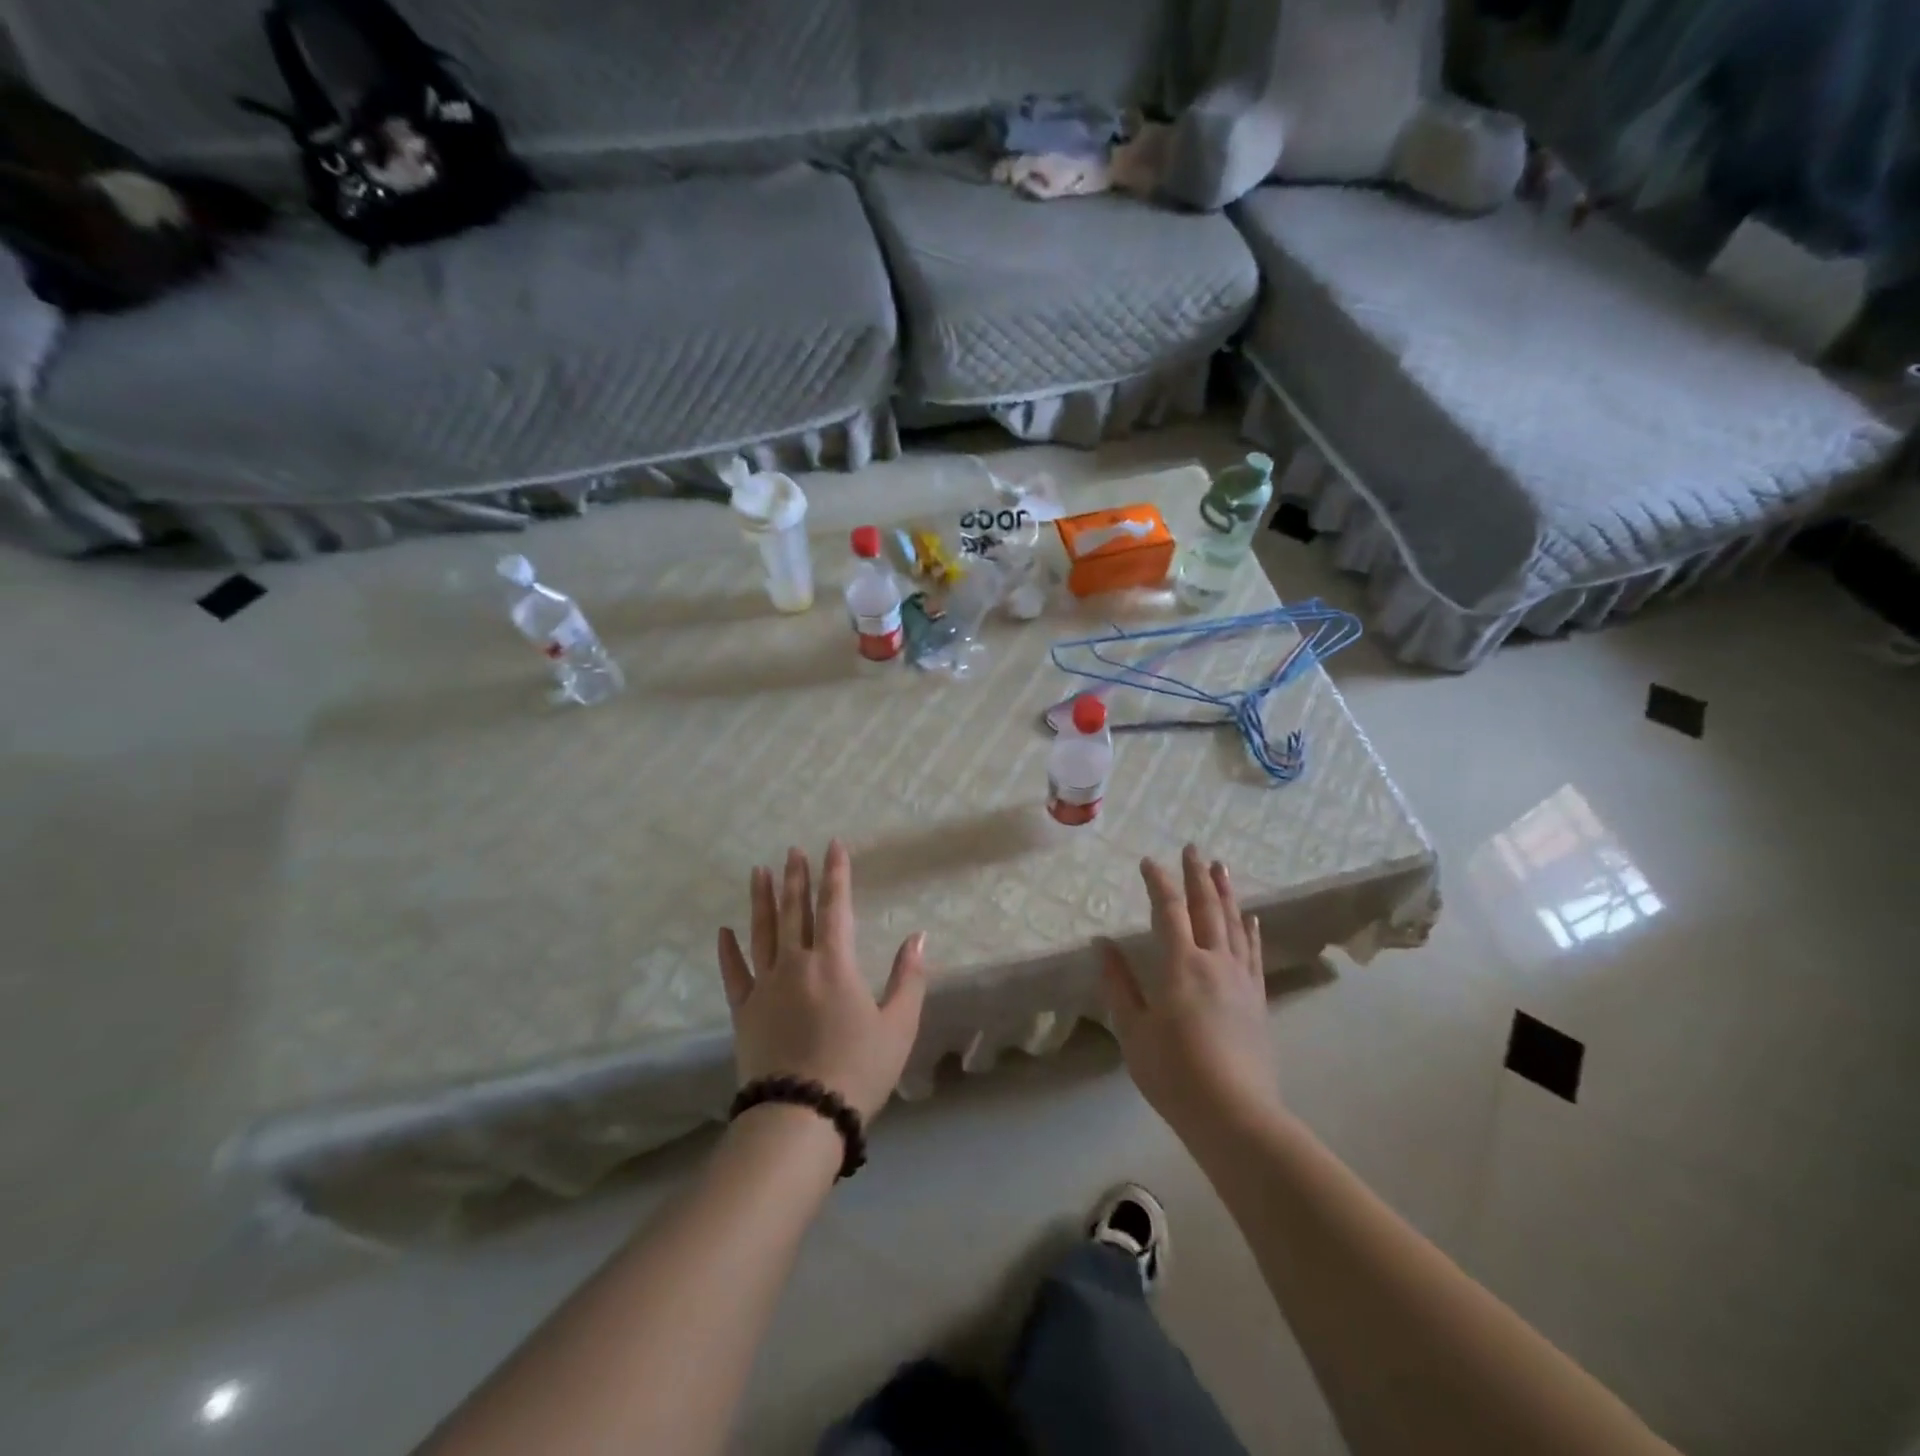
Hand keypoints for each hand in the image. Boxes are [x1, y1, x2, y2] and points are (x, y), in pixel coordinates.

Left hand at [717, 842, 927, 1125]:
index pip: (835, 906)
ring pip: (761, 932)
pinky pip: (734, 973)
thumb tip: (918, 936)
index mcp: (835, 963)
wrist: (801, 1117)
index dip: (835, 873)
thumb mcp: (899, 1026)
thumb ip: (909, 978)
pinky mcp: (744, 1012)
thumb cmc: (858, 1070)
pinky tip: (724, 931)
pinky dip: (728, 950)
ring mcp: (765, 986)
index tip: (832, 845)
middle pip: (794, 911)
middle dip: (795, 877)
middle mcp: (796, 964)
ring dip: (761, 899)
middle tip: (792, 850)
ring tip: (759, 871)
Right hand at [1100, 845, 1279, 1136]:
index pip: (1168, 912)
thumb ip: (1119, 983)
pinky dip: (1251, 930)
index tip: (1148, 860)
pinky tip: (1251, 917)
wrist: (1235, 1116)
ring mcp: (1241, 980)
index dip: (1158, 882)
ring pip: (1234, 924)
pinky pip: (1253, 953)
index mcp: (1181, 966)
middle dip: (1197, 875)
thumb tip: (1102, 943)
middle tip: (1193, 847)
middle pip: (1206, 908)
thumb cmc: (1174, 1073)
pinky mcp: (1257, 999)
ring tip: (1222, 867)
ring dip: (1226, 893)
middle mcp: (1215, 962)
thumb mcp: (1133, 1030)